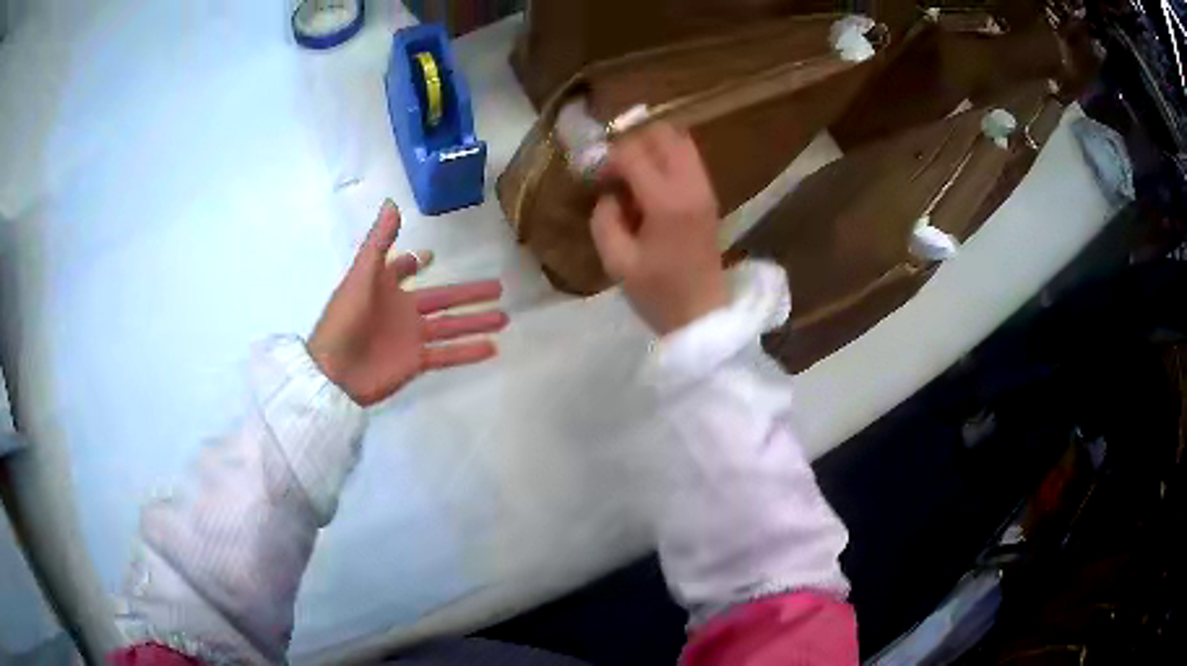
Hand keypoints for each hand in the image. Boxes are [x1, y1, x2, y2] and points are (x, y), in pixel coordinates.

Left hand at [307, 201, 507, 405]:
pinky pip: (448, 355)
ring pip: (451, 326)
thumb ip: (379, 241)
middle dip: (468, 294)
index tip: (431, 256)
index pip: (402, 270)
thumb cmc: (345, 319)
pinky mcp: (415, 363)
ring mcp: (410, 338)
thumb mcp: (361, 274)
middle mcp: (402, 311)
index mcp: (385, 287)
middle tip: (498, 288)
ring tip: (504, 317)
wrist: (334, 371)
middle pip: (442, 299)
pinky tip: (492, 347)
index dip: (414, 262)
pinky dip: (468, 352)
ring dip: (476, 321)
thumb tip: (392, 203)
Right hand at [590, 123, 728, 335]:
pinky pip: (689, 158)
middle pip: (663, 133)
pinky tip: (651, 183)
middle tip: (616, 166)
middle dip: (633, 141)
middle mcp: (690, 186)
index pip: (633, 153)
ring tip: (633, 172)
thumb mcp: (617, 261)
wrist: (702, 314)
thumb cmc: (657, 293)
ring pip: (680, 140)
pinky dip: (667, 158)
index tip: (596, 176)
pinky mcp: (710, 196)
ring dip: (652, 147)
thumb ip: (604, 219)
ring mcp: (705, 189)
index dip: (608, 158)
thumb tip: (608, 194)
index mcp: (666, 202)